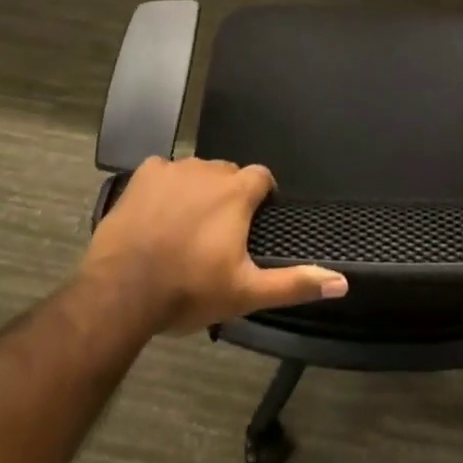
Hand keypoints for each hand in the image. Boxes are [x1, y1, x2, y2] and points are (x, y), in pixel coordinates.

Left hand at [82, 157, 348, 334]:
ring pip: (197, 171)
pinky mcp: (143, 175)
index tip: (255, 221)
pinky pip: (163, 171)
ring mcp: (173, 169)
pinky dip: (165, 187)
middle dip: (229, 195)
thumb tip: (341, 282)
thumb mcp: (246, 293)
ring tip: (187, 226)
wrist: (121, 293)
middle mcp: (208, 170)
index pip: (262, 177)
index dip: (262, 196)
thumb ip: (294, 282)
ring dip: (198, 190)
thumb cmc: (189, 291)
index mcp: (237, 192)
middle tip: (219, 232)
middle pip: (229, 173)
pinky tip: (157, 214)